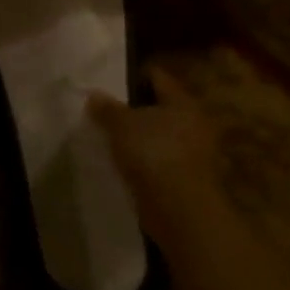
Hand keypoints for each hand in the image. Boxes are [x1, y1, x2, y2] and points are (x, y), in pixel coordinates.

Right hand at [87, 66, 225, 261]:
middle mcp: (194, 123)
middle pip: (160, 108)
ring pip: (161, 136)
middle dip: (136, 110)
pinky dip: (147, 161)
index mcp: (182, 102)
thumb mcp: (121, 124)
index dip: (133, 77)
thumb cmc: (153, 154)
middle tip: (109, 113)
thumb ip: (106, 108)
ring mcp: (195, 154)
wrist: (182, 213)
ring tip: (113, 140)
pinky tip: (126, 165)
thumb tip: (93, 94)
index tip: (110, 83)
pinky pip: (163, 160)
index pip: (157, 77)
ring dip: (141, 138)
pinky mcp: (190, 180)